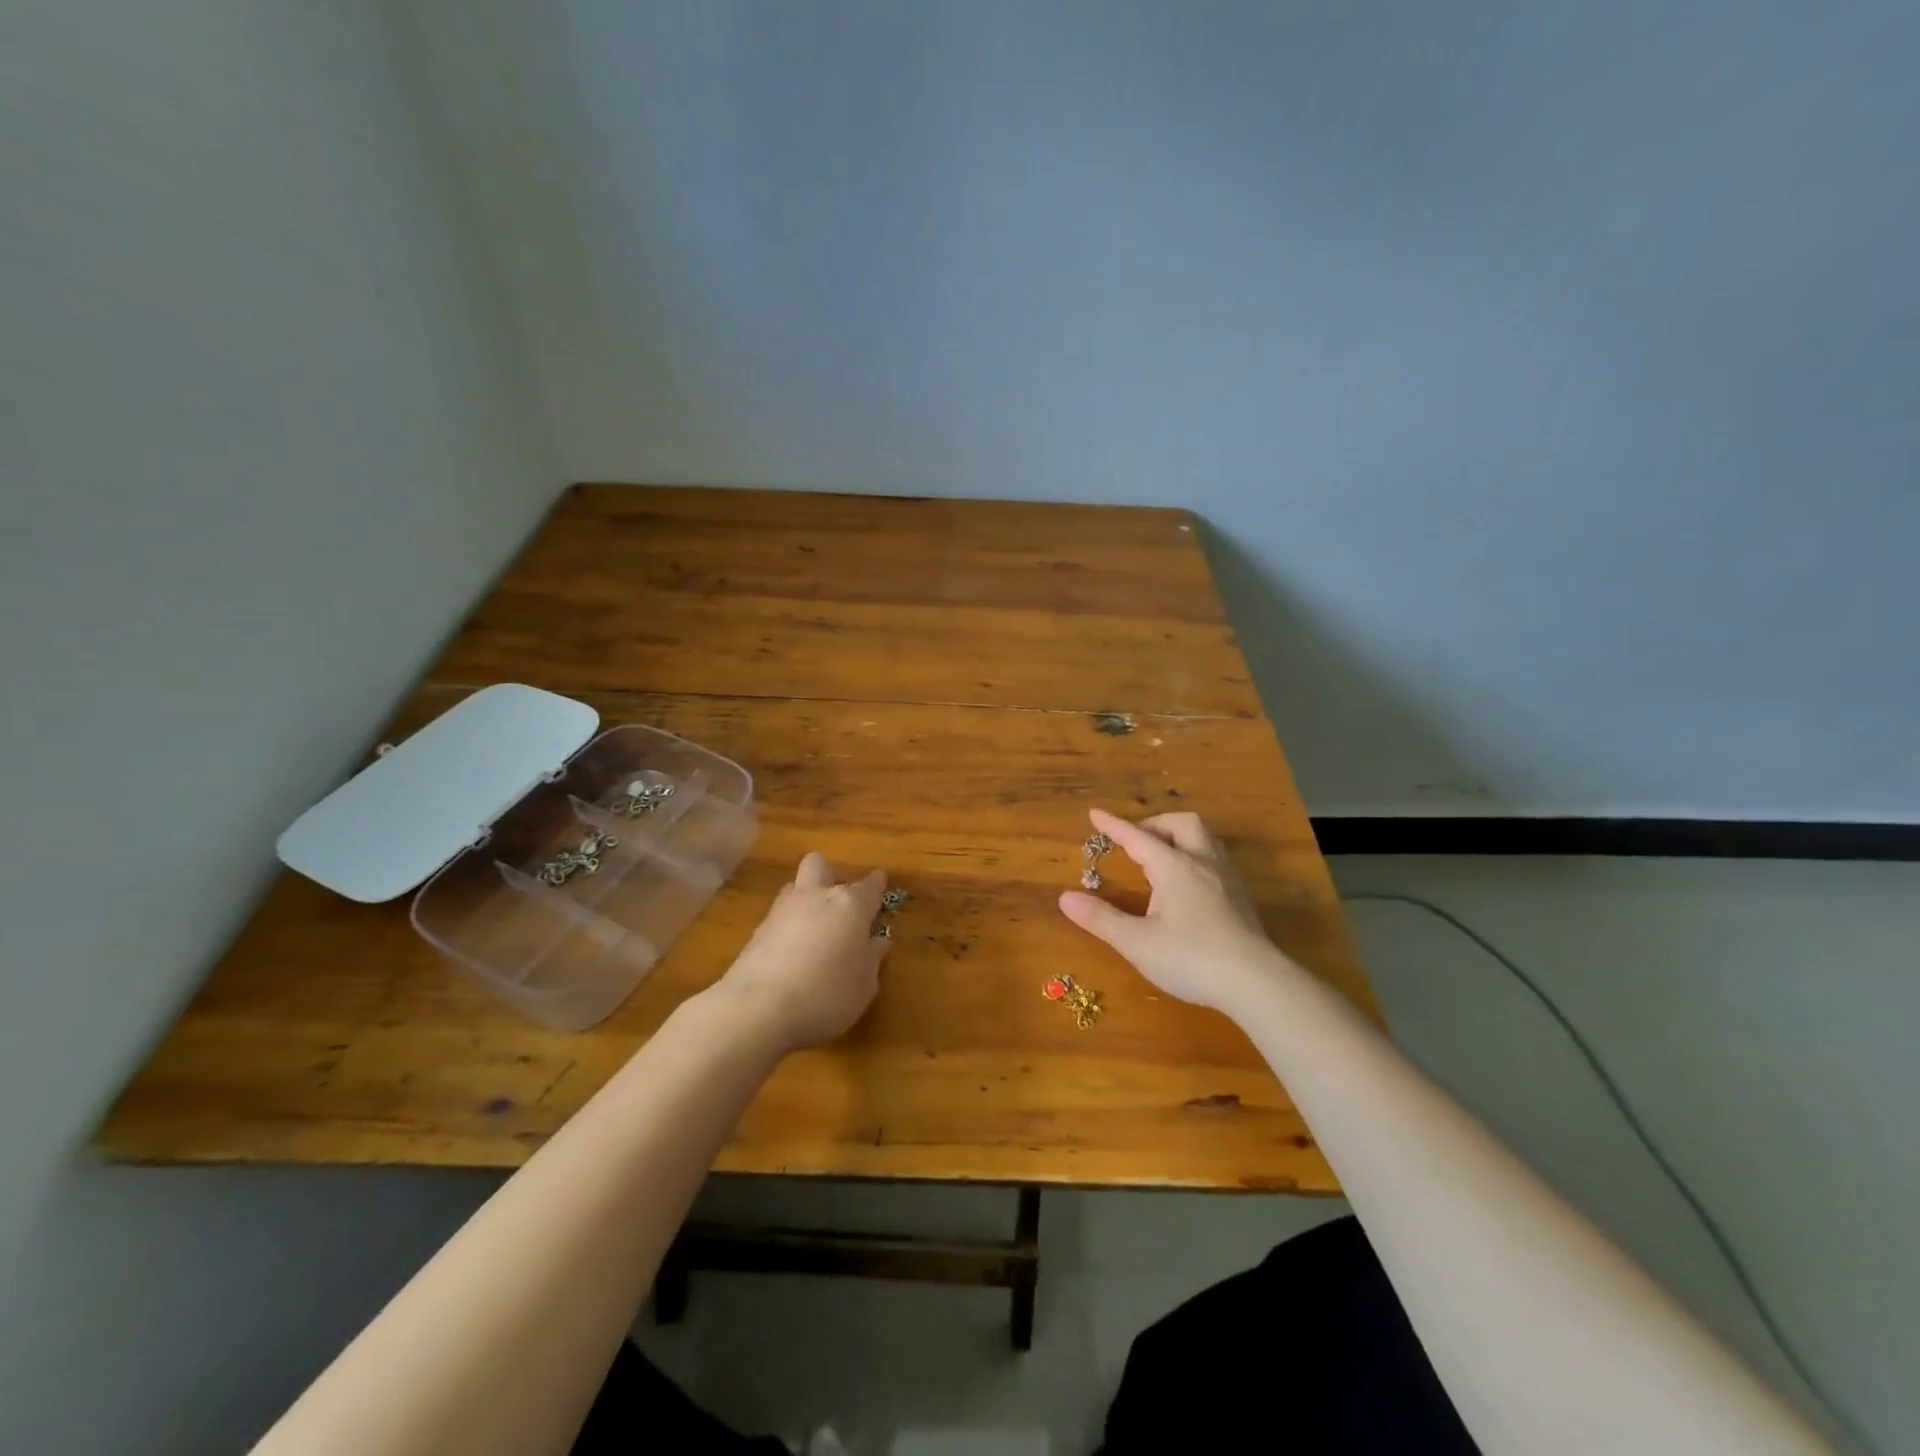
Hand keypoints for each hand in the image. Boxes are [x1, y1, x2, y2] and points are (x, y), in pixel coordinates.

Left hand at [714, 852, 889, 1052]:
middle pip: (821, 865)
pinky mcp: (757, 931)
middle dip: (831, 874)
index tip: (880, 883)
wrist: (758, 1008)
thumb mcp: (864, 985)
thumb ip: (872, 958)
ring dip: (806, 899)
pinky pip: (778, 916)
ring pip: (795, 887)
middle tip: (839, 900)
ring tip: (815, 928)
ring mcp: (782, 910)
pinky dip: (788, 926)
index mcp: (850, 905)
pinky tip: (792, 951)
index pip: (870, 885)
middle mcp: (816, 897)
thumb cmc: (827, 994)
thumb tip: (878, 941)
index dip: (877, 883)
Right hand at [1058, 809, 1295, 1014]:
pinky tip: (1189, 886)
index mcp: (1174, 867)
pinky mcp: (1241, 898)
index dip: (1114, 826)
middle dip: (1156, 825)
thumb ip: (1101, 918)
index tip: (1095, 814)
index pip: (1138, 837)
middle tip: (1136, 842)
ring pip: (1205, 839)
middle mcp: (1202, 863)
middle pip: (1182, 824)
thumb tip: (1065, 898)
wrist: (1256, 983)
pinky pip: (1216, 860)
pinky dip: (1195, 858)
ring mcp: (1227, 879)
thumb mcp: (1137, 942)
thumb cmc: (1191, 958)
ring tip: (1162, 858)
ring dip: (1179, 838)